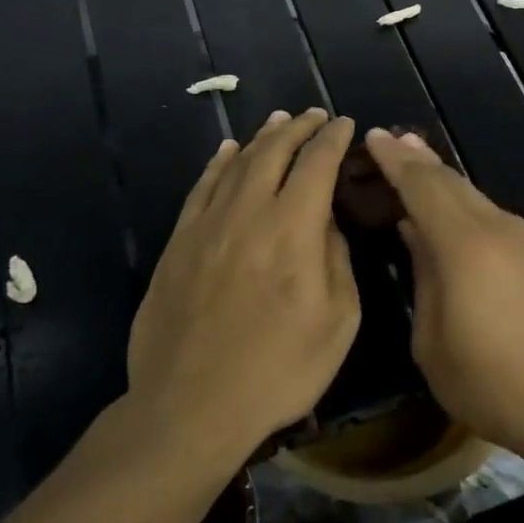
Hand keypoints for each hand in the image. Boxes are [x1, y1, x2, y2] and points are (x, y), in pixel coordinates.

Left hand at [127, 109, 360, 463]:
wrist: (191, 407)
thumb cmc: (278, 370)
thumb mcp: (338, 320)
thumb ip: (336, 259)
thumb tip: (325, 222)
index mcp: (293, 228)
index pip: (317, 163)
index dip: (333, 138)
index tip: (345, 123)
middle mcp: (249, 212)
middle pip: (274, 151)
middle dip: (298, 127)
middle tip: (314, 115)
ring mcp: (207, 225)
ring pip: (237, 163)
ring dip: (262, 137)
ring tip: (278, 120)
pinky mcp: (179, 243)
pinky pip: (201, 188)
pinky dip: (218, 163)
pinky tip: (228, 152)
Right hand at [364, 128, 523, 468]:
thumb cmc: (492, 384)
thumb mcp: (433, 343)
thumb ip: (423, 279)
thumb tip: (416, 234)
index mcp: (465, 246)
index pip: (422, 187)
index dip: (395, 160)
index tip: (374, 135)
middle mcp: (498, 229)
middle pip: (451, 182)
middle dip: (419, 159)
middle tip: (392, 139)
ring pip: (475, 196)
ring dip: (443, 179)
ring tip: (417, 164)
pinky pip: (493, 216)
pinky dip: (465, 204)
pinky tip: (453, 214)